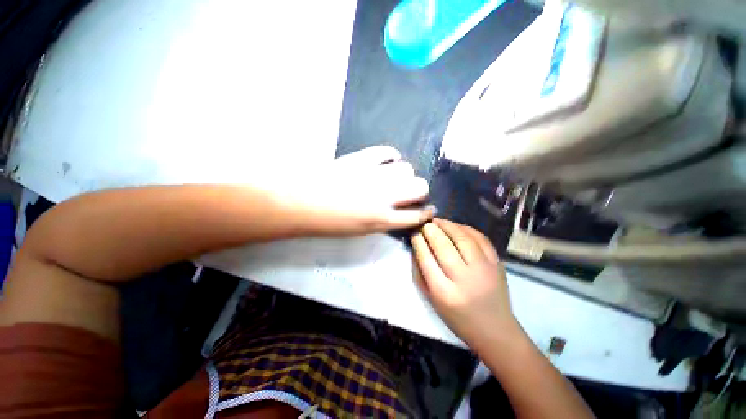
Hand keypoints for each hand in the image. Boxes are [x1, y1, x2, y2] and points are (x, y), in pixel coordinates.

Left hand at [285, 146, 433, 235]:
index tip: (428, 209)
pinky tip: (386, 161)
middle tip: (408, 192)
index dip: (425, 213)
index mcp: (382, 219)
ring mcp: (374, 175)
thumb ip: (384, 221)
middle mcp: (384, 197)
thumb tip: (399, 211)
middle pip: (419, 187)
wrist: (301, 202)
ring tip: (393, 176)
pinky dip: (391, 157)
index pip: (416, 216)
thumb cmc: (329, 223)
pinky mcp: (362, 159)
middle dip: (419, 190)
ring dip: (404, 174)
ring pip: (407, 168)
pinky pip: (387, 152)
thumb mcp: (361, 230)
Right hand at [412, 219, 518, 346]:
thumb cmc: (458, 318)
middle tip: (425, 224)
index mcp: (444, 293)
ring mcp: (484, 269)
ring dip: (448, 225)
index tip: (415, 234)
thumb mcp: (432, 301)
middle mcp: (465, 279)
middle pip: (444, 246)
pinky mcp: (497, 264)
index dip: (419, 242)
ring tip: (438, 221)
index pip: (427, 260)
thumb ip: (420, 274)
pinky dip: (466, 228)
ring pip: (463, 238)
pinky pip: (481, 238)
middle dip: (431, 231)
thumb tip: (416, 247)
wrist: (495, 330)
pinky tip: (456, 226)